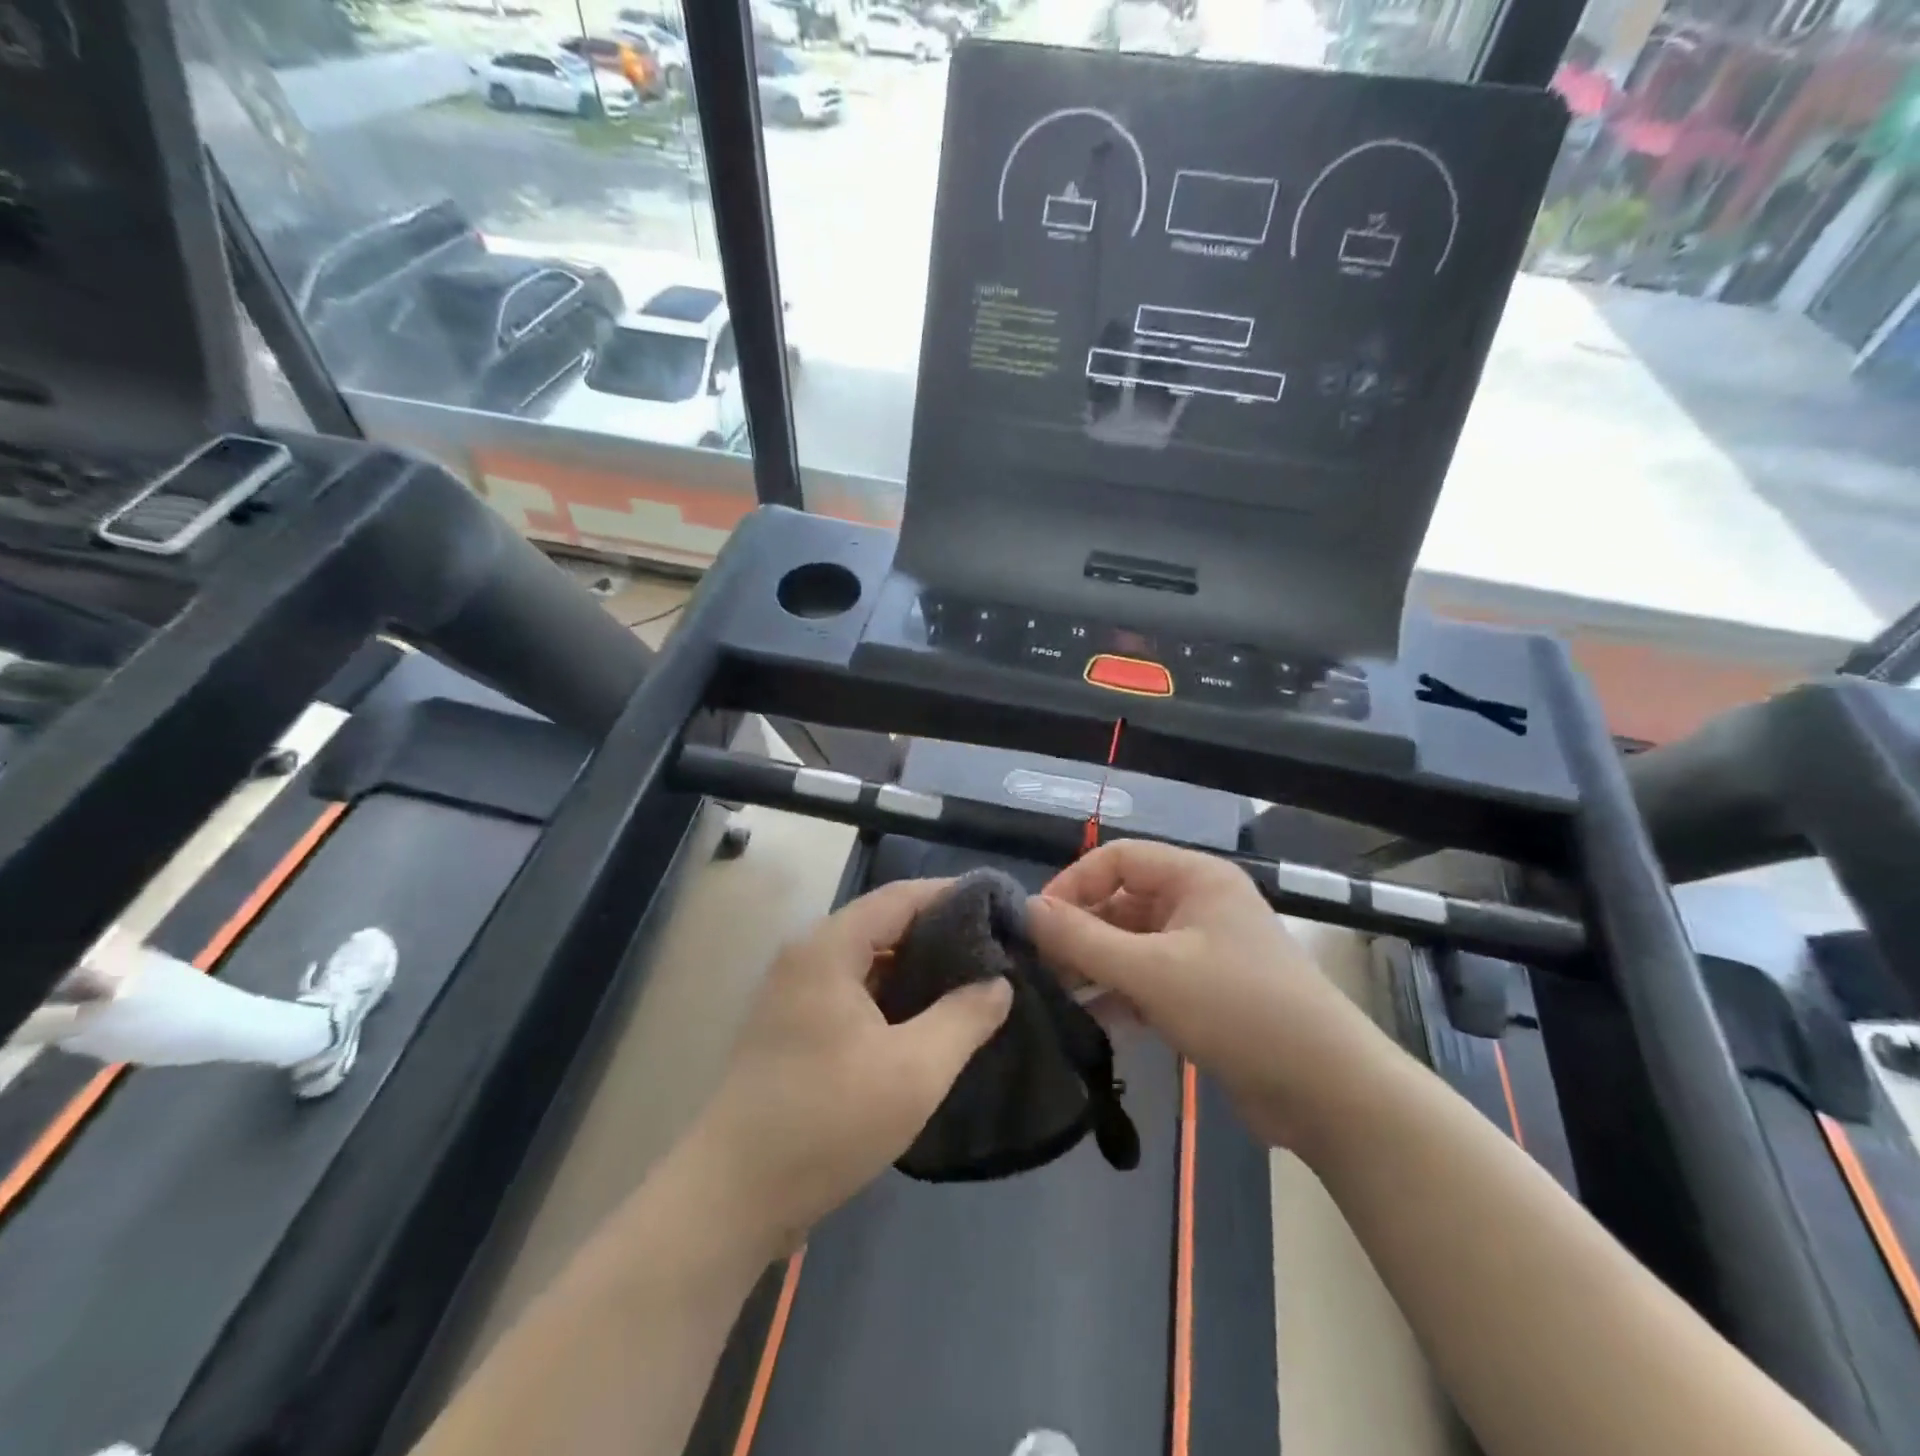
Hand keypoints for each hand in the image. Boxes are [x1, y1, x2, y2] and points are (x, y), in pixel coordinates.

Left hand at [688, 879, 1012, 1252]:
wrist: (732, 1198)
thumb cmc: (827, 1122)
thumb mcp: (914, 1071)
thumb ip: (964, 1018)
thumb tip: (998, 984)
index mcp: (829, 948)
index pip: (901, 897)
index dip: (953, 896)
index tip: (1001, 910)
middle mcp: (807, 956)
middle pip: (883, 924)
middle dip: (939, 933)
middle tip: (994, 950)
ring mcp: (795, 992)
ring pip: (868, 960)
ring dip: (915, 967)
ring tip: (970, 982)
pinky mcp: (793, 1026)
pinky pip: (853, 990)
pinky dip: (891, 994)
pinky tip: (926, 1018)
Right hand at [1026, 841, 1386, 1148]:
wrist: (1327, 1092)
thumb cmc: (1239, 1010)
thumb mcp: (1152, 971)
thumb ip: (1083, 939)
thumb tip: (1026, 909)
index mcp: (1194, 877)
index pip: (1116, 858)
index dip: (1073, 884)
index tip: (1038, 925)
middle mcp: (1198, 904)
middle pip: (1121, 902)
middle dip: (1080, 931)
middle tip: (1040, 967)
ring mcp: (1202, 950)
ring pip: (1131, 944)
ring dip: (1095, 965)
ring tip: (1055, 994)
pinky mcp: (1204, 993)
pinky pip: (1148, 979)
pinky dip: (1119, 994)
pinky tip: (1089, 1020)